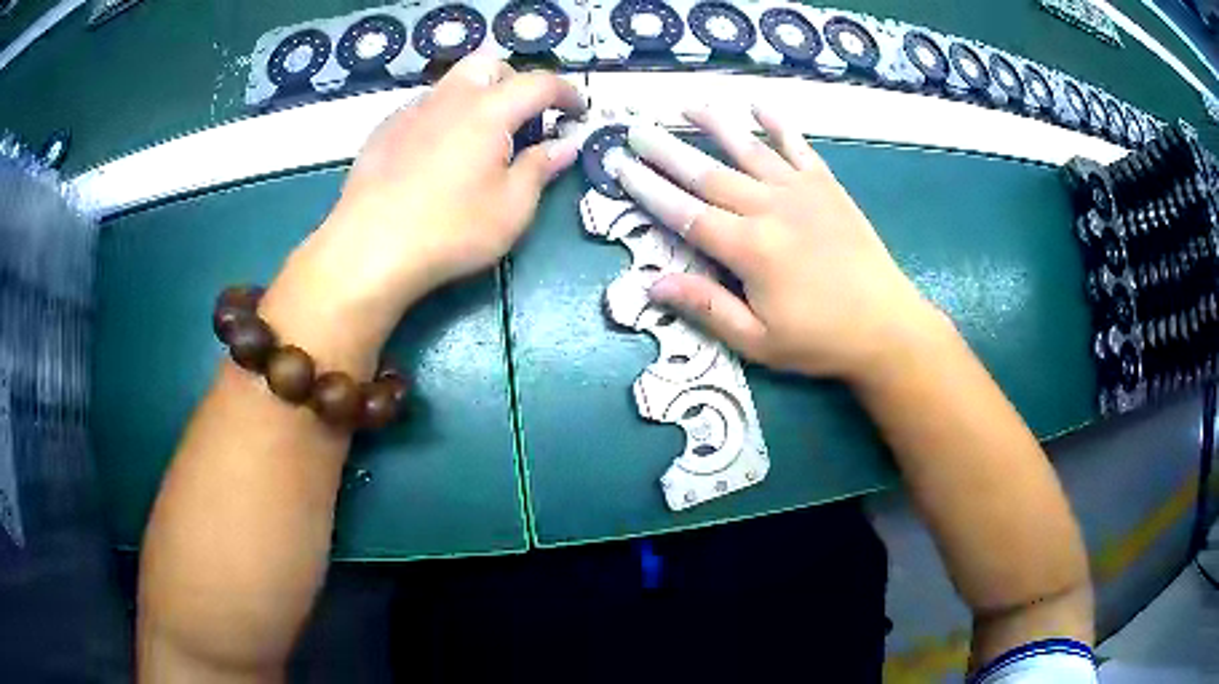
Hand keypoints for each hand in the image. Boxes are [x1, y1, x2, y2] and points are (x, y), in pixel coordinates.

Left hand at [277, 54, 586, 340]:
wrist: (369, 249)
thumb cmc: (451, 230)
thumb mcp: (511, 208)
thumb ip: (541, 168)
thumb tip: (565, 145)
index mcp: (490, 110)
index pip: (539, 83)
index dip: (566, 92)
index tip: (578, 111)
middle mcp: (450, 98)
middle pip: (489, 65)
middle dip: (514, 81)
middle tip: (523, 116)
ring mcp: (411, 111)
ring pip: (452, 83)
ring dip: (476, 96)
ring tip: (479, 136)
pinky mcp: (383, 131)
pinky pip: (423, 108)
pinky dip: (443, 117)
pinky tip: (436, 154)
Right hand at [618, 107, 944, 382]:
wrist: (887, 326)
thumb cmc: (820, 340)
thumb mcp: (758, 341)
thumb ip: (706, 308)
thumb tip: (651, 285)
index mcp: (748, 249)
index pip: (684, 213)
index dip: (648, 189)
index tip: (620, 166)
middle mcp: (769, 209)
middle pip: (707, 173)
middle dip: (666, 150)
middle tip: (636, 129)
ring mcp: (801, 191)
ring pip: (748, 150)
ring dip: (715, 125)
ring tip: (687, 105)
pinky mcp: (827, 186)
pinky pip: (797, 147)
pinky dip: (777, 123)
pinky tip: (758, 104)